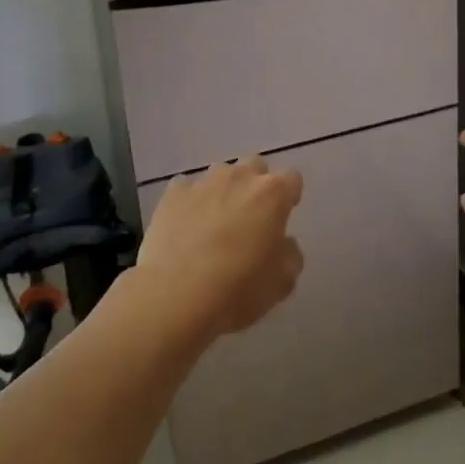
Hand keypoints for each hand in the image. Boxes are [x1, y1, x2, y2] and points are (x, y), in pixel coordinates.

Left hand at [136, 156, 304, 341]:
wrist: (174, 296)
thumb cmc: (237, 290)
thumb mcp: (282, 282)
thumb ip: (290, 254)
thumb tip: (282, 243)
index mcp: (272, 194)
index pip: (291, 179)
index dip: (289, 197)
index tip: (282, 218)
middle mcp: (239, 177)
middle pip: (255, 166)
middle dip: (256, 185)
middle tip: (250, 218)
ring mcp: (203, 182)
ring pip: (220, 174)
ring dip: (223, 192)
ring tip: (214, 225)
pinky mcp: (173, 193)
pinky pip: (187, 190)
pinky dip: (191, 203)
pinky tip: (185, 229)